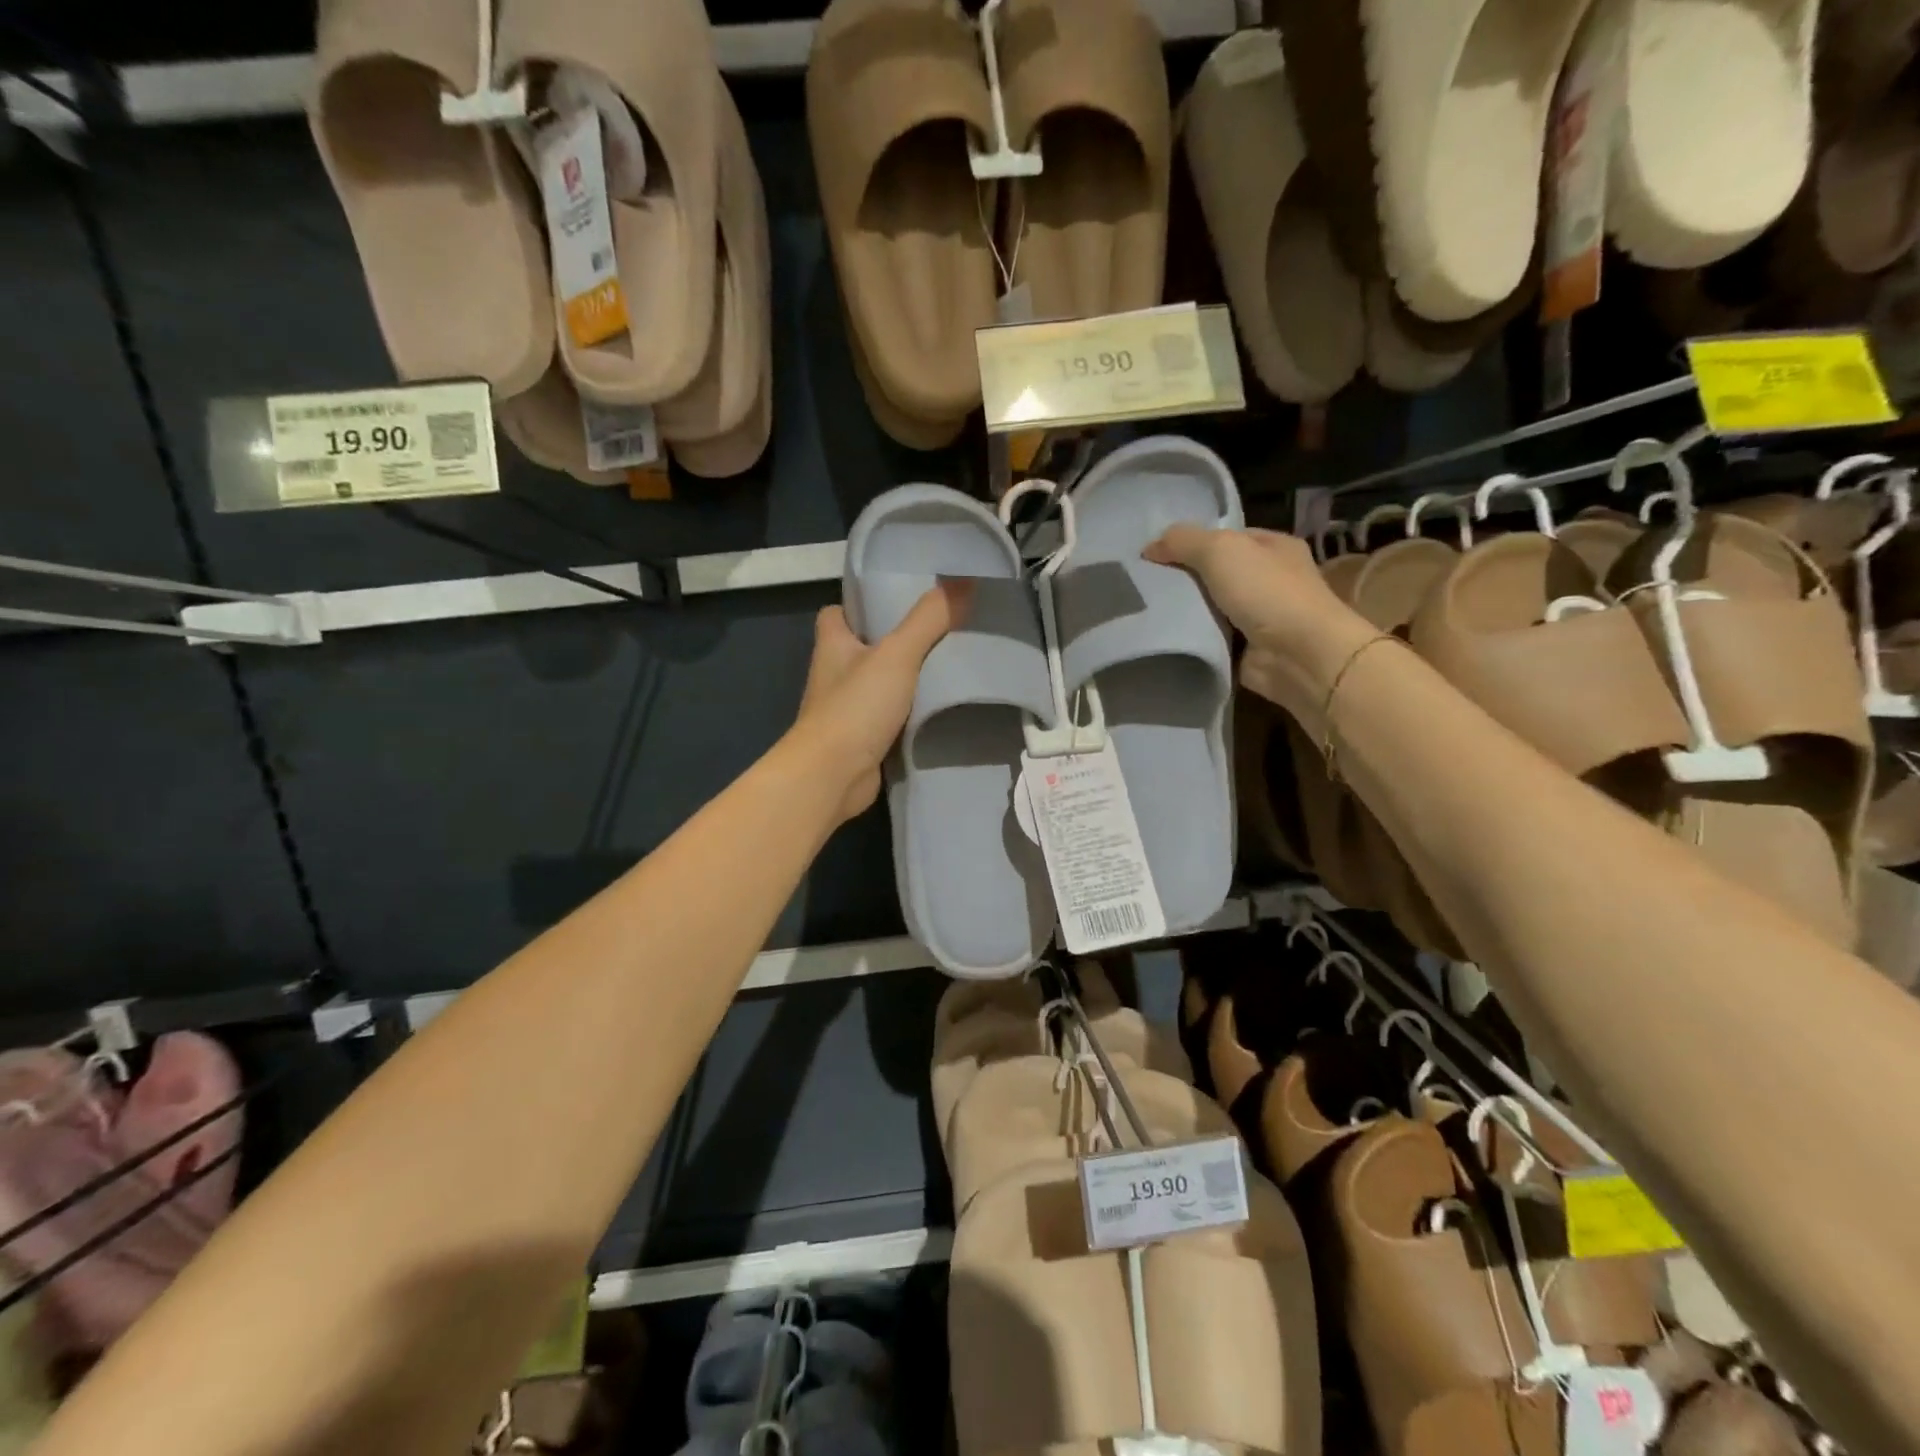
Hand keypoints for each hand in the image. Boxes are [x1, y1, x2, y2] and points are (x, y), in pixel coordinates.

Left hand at [788, 582, 969, 822]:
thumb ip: (929, 619)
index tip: (898, 601)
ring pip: (879, 684)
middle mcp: (834, 674)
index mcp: (832, 644)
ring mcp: (846, 709)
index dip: (862, 605)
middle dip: (895, 641)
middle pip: (864, 647)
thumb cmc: (855, 706)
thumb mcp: (897, 654)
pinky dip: (910, 713)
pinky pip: (890, 717)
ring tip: (949, 665)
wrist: (832, 776)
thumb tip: (964, 579)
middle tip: (939, 630)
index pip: (838, 613)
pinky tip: (940, 708)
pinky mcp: (861, 739)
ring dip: (906, 679)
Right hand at [1145, 525, 1376, 730]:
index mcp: (1273, 546)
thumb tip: (1149, 547)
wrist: (1299, 655)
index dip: (1190, 542)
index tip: (1154, 555)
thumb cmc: (1266, 592)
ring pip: (1210, 607)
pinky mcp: (1247, 649)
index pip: (1225, 536)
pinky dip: (1193, 638)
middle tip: (1145, 583)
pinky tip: (1165, 636)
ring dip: (1185, 611)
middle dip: (1183, 577)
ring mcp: (1260, 616)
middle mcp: (1270, 579)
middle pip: (1215, 572)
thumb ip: (1183, 541)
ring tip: (1146, 610)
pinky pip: (1211, 637)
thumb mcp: (1221, 550)